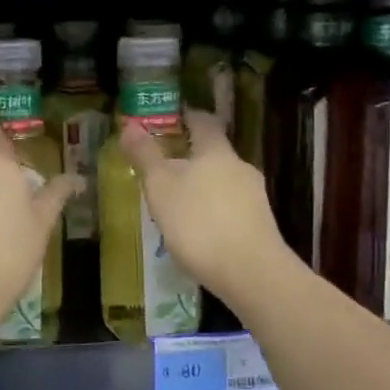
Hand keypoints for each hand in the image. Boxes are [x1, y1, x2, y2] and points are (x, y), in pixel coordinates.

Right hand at [119, 106, 293, 310]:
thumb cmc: (199, 222)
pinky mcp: (260, 225)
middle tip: (166, 167)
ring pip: (224, 181)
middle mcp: (240, 167)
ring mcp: (254, 196)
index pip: (204, 121)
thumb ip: (145, 156)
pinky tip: (200, 230)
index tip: (174, 118)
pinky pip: (232, 207)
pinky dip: (214, 211)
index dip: (188, 117)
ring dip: (203, 186)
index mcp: (216, 151)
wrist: (250, 273)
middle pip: (215, 153)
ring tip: (179, 202)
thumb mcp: (161, 187)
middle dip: (192, 157)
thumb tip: (129, 124)